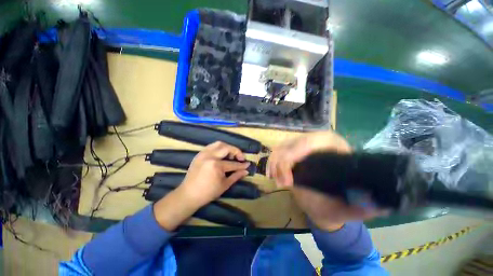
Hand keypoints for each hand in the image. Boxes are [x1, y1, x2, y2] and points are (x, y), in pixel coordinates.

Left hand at [179, 141, 249, 207]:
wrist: (188, 194)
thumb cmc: (208, 193)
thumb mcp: (224, 185)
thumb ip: (236, 176)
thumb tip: (246, 171)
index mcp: (216, 165)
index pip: (233, 163)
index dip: (242, 164)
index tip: (248, 164)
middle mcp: (210, 156)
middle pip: (227, 148)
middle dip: (236, 152)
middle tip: (240, 158)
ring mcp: (203, 153)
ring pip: (219, 144)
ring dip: (228, 148)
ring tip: (231, 155)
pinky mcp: (199, 154)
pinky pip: (211, 146)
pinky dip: (219, 148)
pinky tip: (222, 155)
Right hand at [268, 131, 384, 230]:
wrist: (324, 204)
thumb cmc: (338, 204)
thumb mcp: (352, 207)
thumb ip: (365, 208)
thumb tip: (378, 204)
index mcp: (336, 148)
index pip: (315, 141)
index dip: (298, 153)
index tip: (289, 179)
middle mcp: (318, 143)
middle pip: (294, 143)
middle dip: (284, 161)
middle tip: (281, 183)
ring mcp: (302, 146)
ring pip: (283, 146)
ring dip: (275, 162)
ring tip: (275, 179)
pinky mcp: (291, 152)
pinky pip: (277, 151)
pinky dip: (271, 161)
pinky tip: (270, 173)